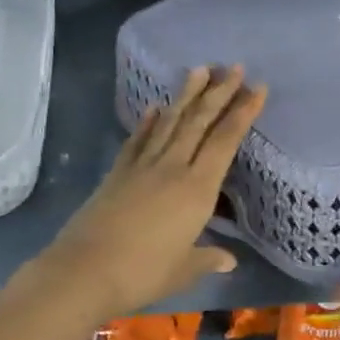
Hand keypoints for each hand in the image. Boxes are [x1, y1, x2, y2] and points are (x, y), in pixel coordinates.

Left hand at [42, 66, 264, 314]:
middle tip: (233, 67)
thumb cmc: (143, 273)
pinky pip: (138, 141)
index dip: (242, 113)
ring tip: (198, 70)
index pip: (225, 142)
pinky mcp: (117, 174)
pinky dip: (149, 122)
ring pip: (169, 123)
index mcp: (197, 190)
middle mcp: (172, 169)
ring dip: (186, 96)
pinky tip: (155, 108)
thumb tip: (228, 260)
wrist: (84, 271)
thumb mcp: (183, 269)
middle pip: (198, 123)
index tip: (256, 88)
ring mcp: (142, 167)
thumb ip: (207, 259)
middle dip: (218, 93)